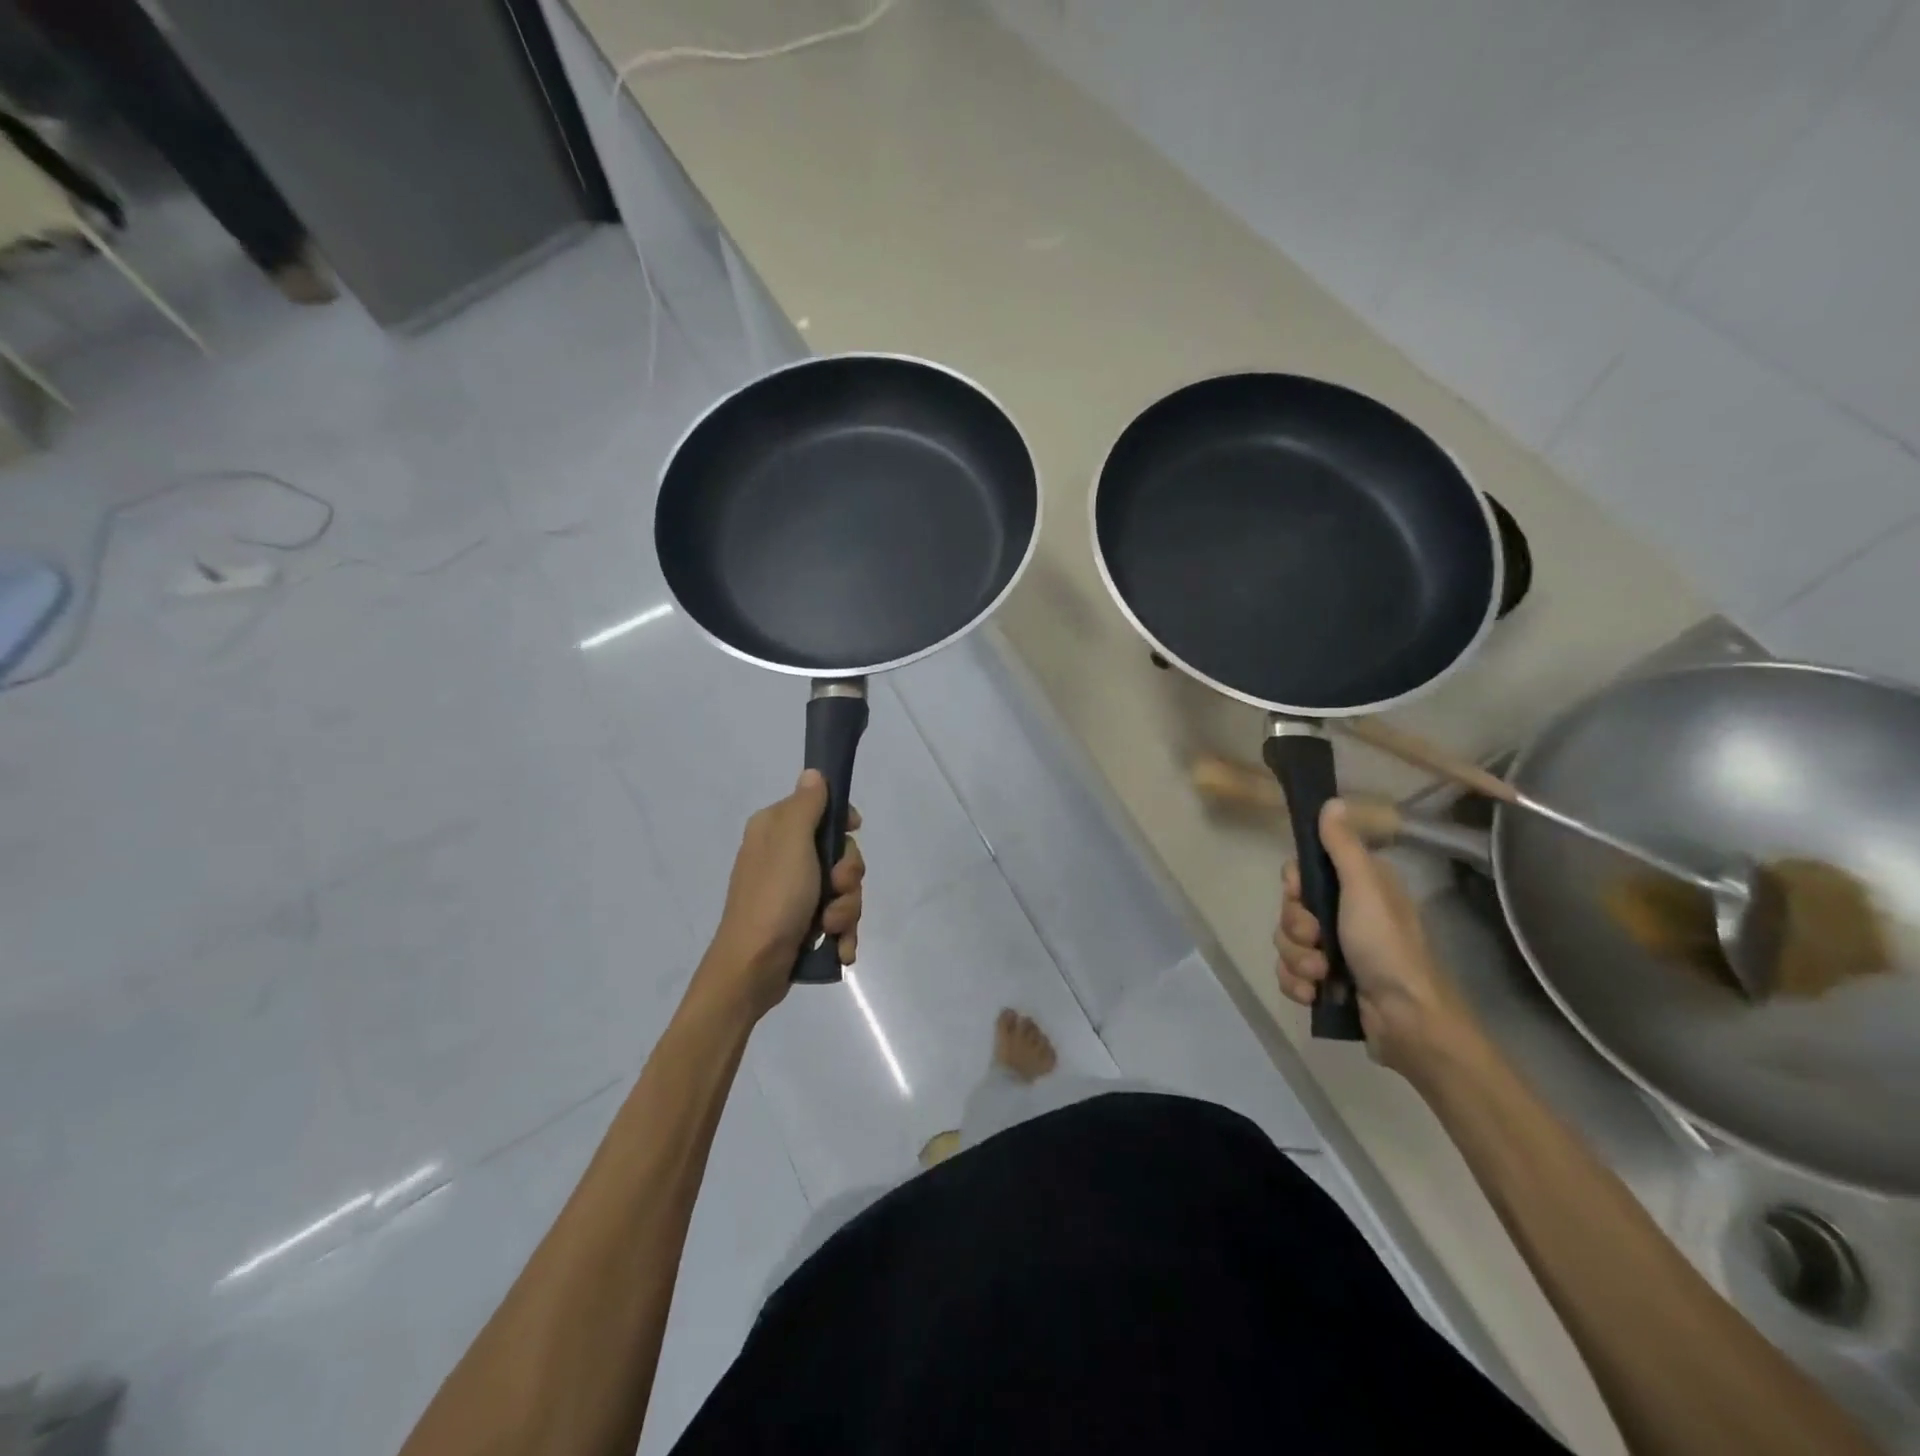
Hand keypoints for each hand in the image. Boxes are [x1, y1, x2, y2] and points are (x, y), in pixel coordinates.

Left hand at [702, 769, 865, 1019]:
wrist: (752, 969)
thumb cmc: (773, 898)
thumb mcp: (791, 842)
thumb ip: (806, 805)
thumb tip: (813, 773)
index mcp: (776, 830)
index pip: (821, 808)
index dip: (842, 822)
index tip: (853, 830)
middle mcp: (784, 857)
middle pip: (840, 853)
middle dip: (848, 876)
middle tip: (835, 890)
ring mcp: (794, 893)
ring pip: (844, 889)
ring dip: (845, 909)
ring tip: (830, 927)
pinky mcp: (802, 923)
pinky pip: (838, 918)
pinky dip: (841, 933)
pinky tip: (839, 947)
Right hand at [1274, 799, 1479, 1080]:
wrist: (1407, 1021)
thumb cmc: (1387, 947)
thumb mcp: (1364, 888)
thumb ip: (1342, 846)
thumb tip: (1330, 801)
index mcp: (1356, 888)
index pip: (1302, 872)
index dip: (1294, 885)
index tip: (1300, 893)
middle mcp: (1344, 915)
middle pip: (1289, 908)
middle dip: (1296, 929)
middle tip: (1318, 940)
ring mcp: (1334, 951)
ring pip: (1286, 942)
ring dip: (1297, 960)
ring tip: (1322, 976)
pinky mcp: (1326, 983)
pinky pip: (1289, 973)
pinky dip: (1297, 984)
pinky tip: (1314, 994)